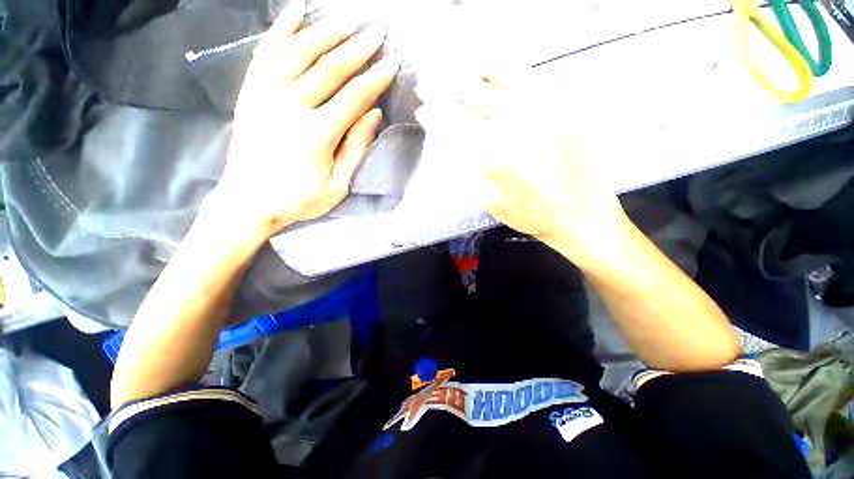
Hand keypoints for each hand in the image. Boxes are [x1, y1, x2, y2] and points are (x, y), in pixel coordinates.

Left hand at [208, 2, 399, 239]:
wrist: (248, 201)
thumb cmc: (299, 199)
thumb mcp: (337, 185)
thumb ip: (356, 148)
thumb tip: (374, 115)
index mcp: (317, 135)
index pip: (354, 97)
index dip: (375, 79)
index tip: (392, 63)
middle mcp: (290, 107)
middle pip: (329, 69)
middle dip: (357, 49)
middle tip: (377, 34)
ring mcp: (265, 95)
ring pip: (299, 53)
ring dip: (325, 33)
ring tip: (347, 20)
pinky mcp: (250, 92)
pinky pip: (266, 53)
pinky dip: (281, 30)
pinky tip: (296, 12)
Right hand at [415, 71, 626, 262]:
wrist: (576, 209)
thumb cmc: (524, 210)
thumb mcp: (483, 196)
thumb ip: (459, 164)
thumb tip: (440, 136)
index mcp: (490, 151)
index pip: (450, 120)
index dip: (431, 112)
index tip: (421, 108)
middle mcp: (513, 120)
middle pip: (469, 90)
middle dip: (444, 87)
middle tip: (431, 86)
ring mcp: (539, 105)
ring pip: (495, 72)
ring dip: (469, 72)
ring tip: (455, 75)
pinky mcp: (558, 101)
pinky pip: (523, 73)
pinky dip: (499, 69)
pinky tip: (488, 72)